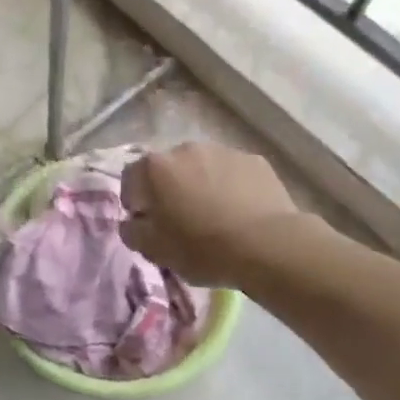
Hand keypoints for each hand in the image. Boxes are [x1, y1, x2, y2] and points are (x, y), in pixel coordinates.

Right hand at [119, 142, 304, 287]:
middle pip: (168, 168)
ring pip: (202, 167)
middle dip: (170, 189)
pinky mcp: (255, 161)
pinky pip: (233, 173)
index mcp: (155, 167)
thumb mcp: (154, 250)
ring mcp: (223, 151)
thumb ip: (132, 231)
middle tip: (180, 218)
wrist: (268, 246)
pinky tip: (241, 212)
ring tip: (214, 215)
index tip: (145, 222)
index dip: (134, 200)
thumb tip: (132, 222)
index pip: (131, 177)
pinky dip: (231, 186)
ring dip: (201, 184)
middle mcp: (185, 149)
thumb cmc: (202, 247)